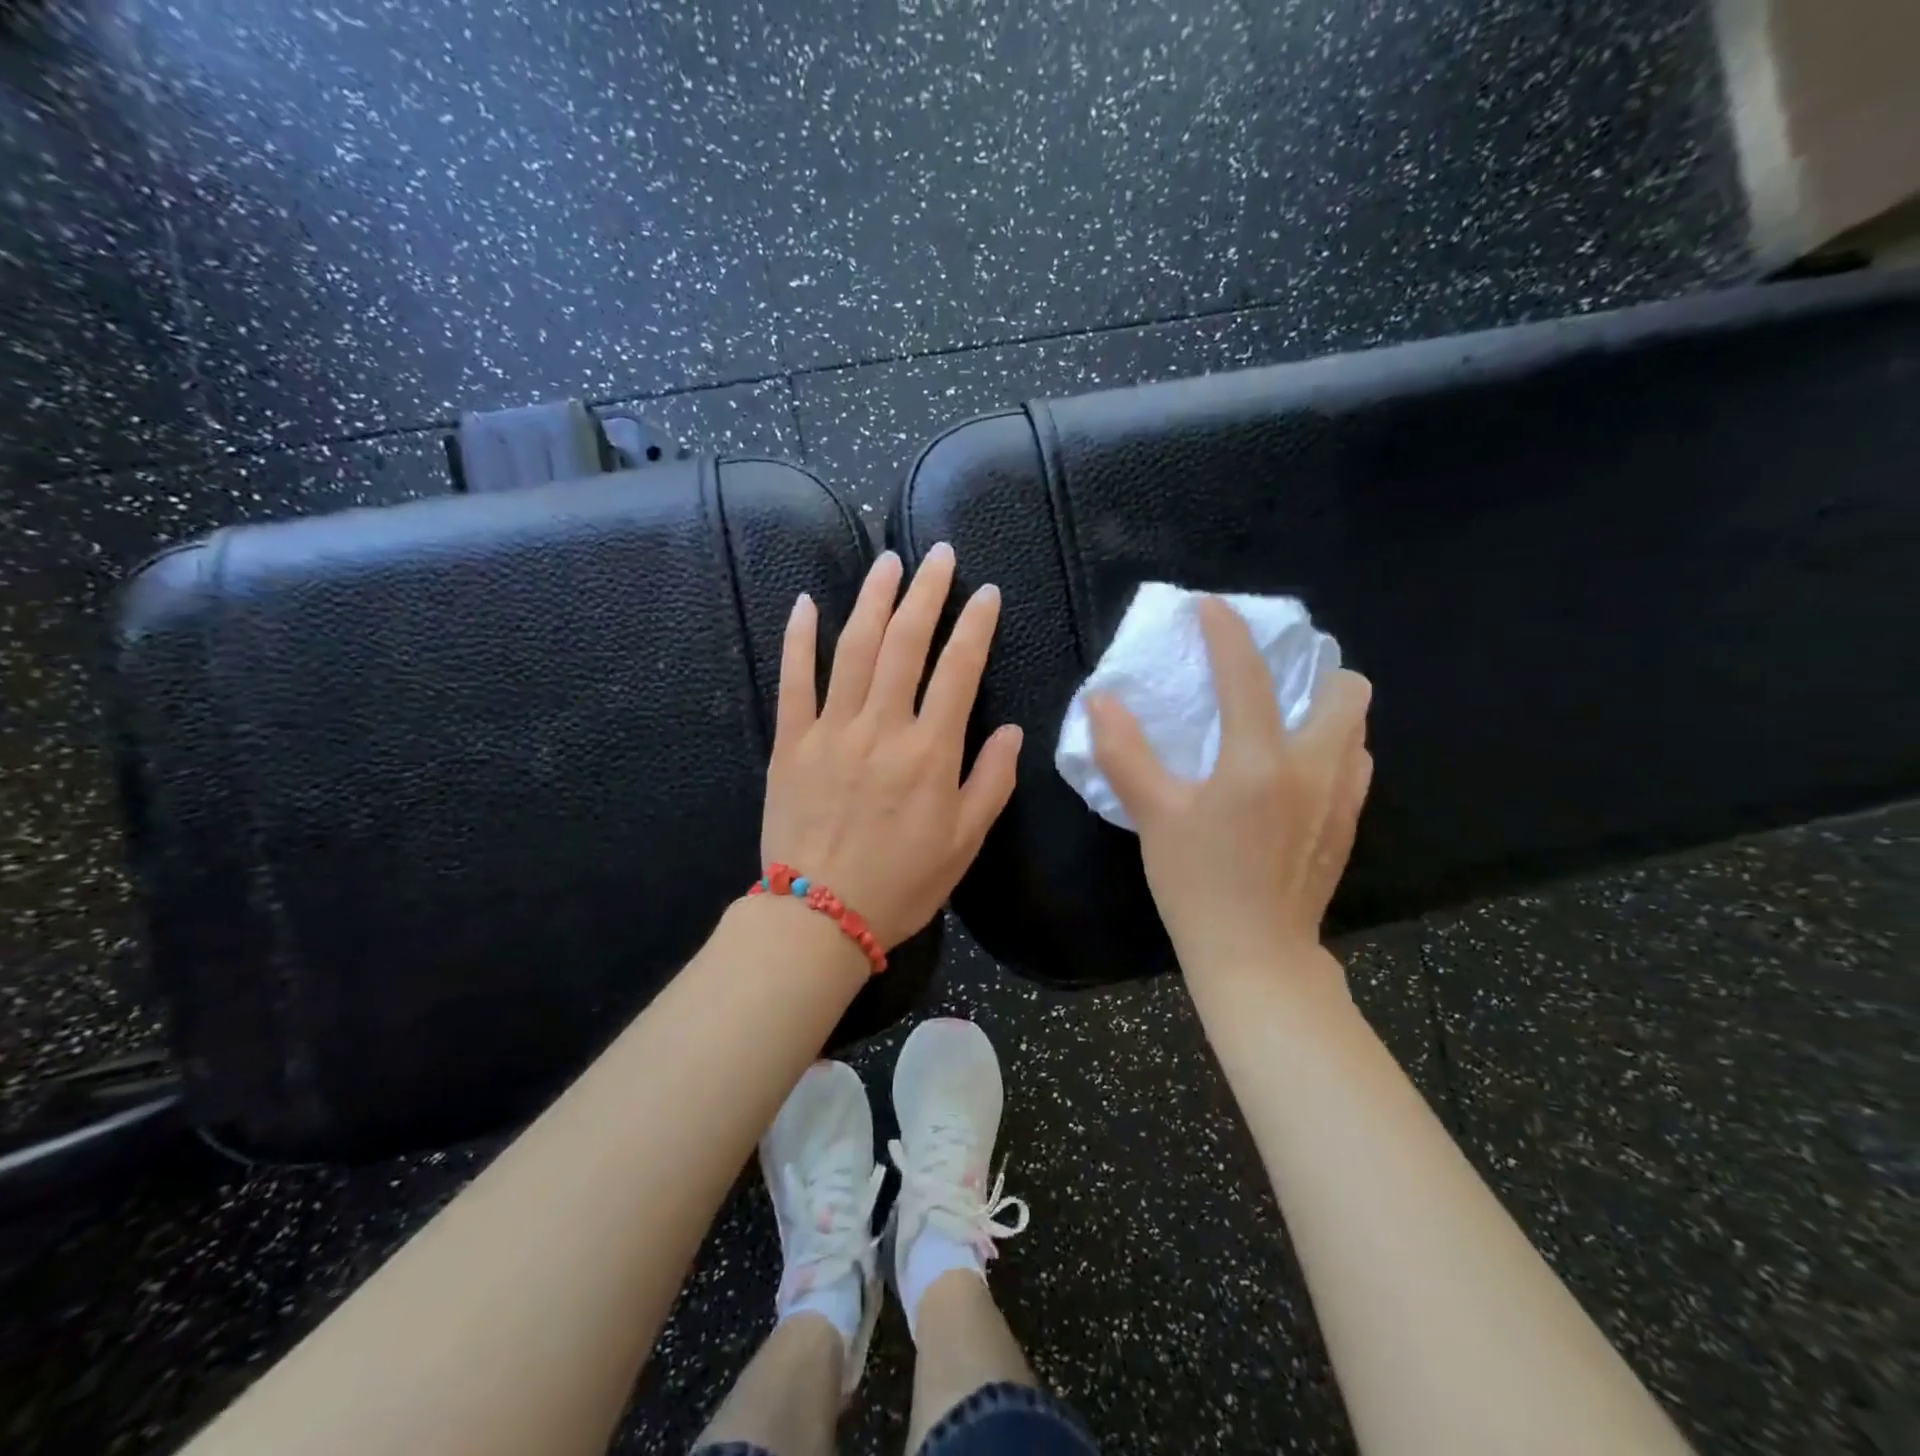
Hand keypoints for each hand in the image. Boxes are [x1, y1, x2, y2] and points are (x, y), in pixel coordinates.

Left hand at [761, 543, 1021, 948]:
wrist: (818, 916)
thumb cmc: (901, 883)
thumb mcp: (965, 842)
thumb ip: (991, 781)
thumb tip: (1011, 731)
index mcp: (930, 751)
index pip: (959, 670)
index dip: (975, 625)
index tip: (986, 593)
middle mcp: (882, 727)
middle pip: (905, 644)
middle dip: (926, 593)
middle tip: (938, 554)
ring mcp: (831, 730)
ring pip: (853, 649)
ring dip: (872, 600)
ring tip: (888, 562)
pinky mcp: (791, 742)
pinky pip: (793, 681)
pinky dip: (798, 639)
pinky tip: (806, 603)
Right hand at [1086, 596, 1371, 976]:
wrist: (1256, 954)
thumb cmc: (1198, 884)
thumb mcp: (1154, 817)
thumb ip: (1126, 753)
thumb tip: (1100, 701)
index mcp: (1259, 760)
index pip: (1247, 675)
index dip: (1227, 632)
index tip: (1212, 608)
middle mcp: (1314, 766)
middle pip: (1346, 688)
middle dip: (1313, 670)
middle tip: (1270, 680)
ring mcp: (1341, 796)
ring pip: (1357, 726)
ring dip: (1326, 708)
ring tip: (1284, 720)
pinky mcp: (1348, 823)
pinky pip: (1355, 763)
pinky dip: (1332, 748)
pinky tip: (1296, 771)